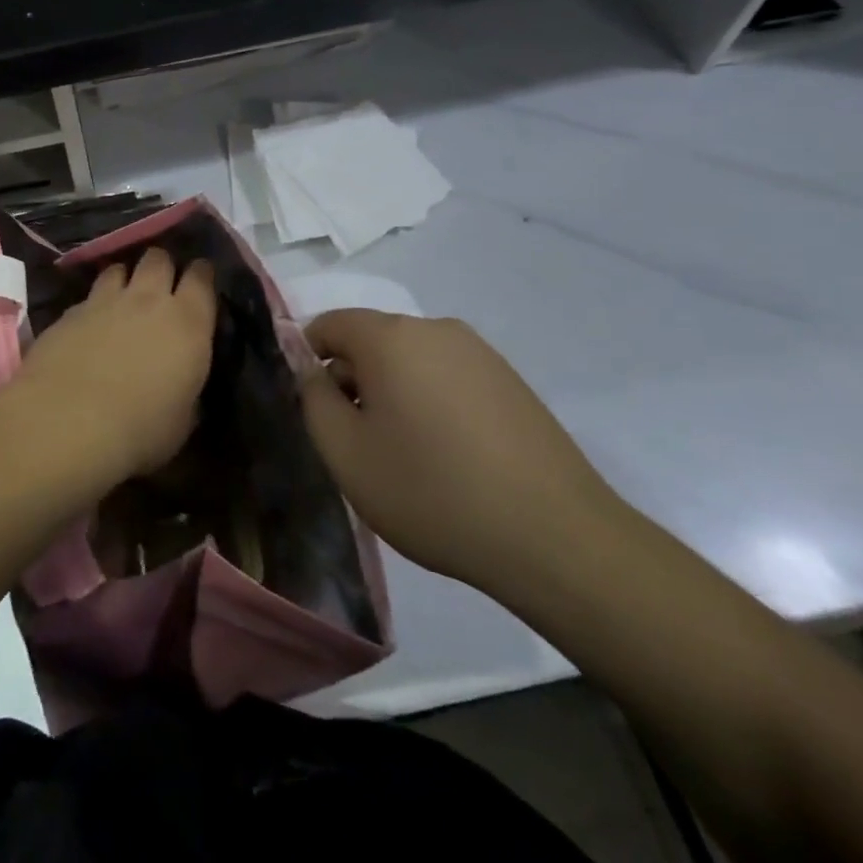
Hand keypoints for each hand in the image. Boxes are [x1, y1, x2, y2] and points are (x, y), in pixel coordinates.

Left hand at [2, 248, 215, 484]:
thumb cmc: (139, 430)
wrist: (66, 423)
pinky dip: (93, 304)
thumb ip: (187, 391)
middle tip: (162, 287)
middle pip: (159, 258)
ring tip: (123, 298)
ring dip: (125, 278)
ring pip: (119, 268)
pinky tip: (89, 325)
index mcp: (188, 322)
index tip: (201, 284)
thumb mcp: (182, 421)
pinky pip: (88, 296)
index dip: (202, 275)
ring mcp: (104, 301)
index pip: (202, 276)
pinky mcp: (69, 312)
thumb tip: (182, 384)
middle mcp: (148, 299)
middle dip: (163, 267)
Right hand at [301, 312, 621, 593]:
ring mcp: (480, 353)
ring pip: (410, 360)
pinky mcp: (510, 381)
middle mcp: (435, 329)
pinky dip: (430, 401)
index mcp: (390, 337)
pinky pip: (447, 376)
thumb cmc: (431, 491)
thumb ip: (313, 400)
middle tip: (356, 441)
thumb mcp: (346, 453)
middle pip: (371, 340)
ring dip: (392, 393)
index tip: (315, 409)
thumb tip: (312, 370)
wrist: (555, 537)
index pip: (329, 324)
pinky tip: (447, 455)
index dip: (308, 360)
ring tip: (403, 454)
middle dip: (353, 380)